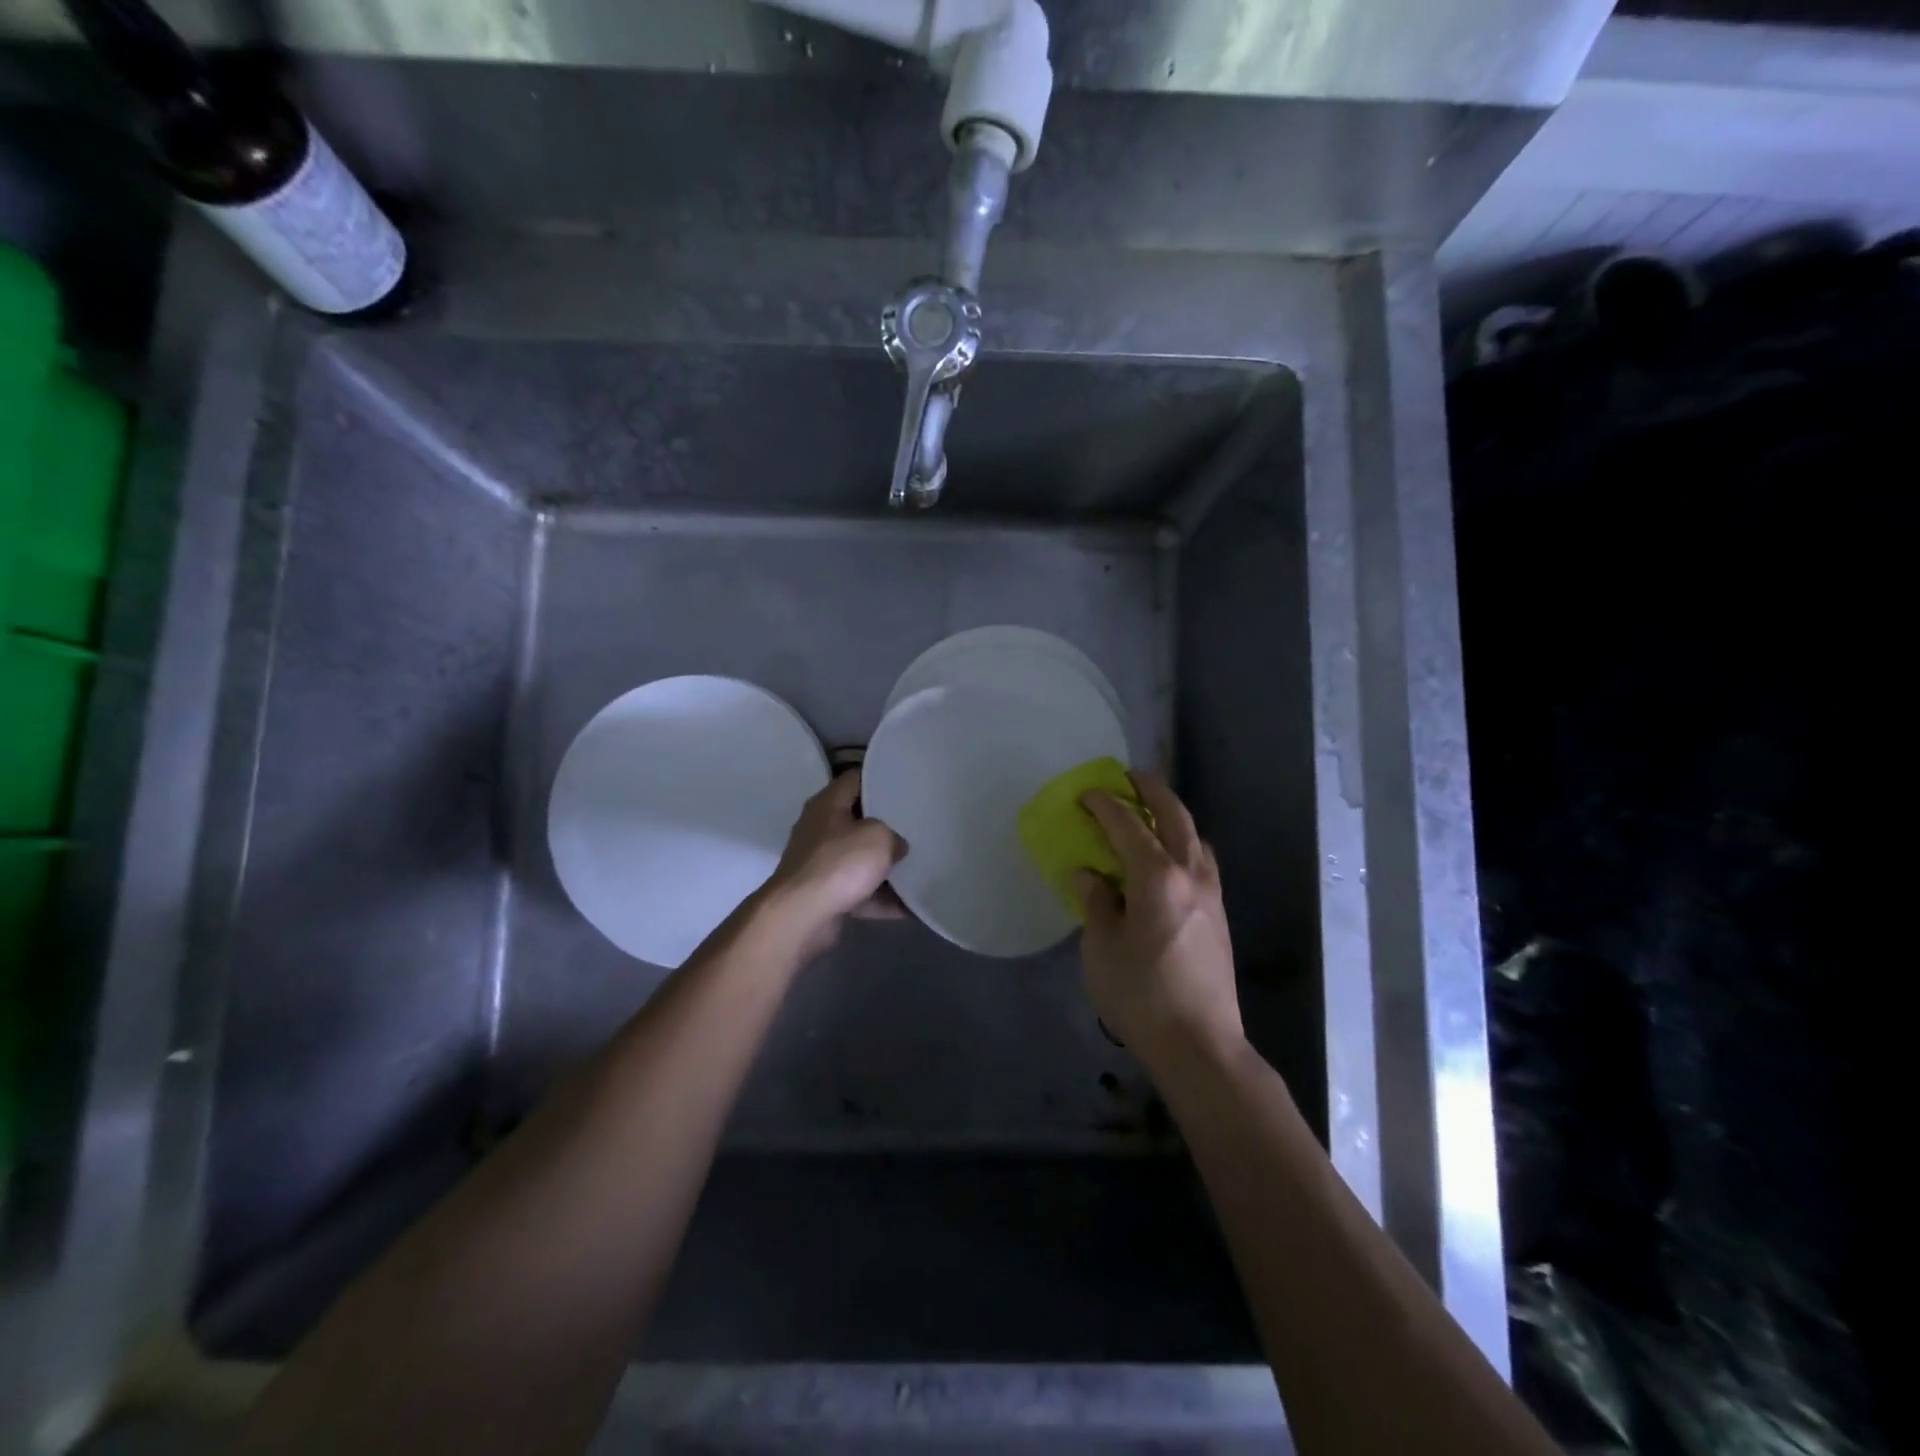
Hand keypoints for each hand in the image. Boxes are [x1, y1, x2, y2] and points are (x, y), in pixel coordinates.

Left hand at [762, 772, 906, 955]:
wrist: (801, 917)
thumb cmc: (839, 864)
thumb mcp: (879, 837)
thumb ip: (894, 835)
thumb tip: (895, 846)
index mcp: (827, 804)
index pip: (856, 779)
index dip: (881, 778)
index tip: (907, 785)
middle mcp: (820, 829)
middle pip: (859, 820)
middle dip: (888, 825)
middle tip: (918, 825)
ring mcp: (820, 864)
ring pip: (861, 859)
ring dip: (886, 867)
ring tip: (921, 866)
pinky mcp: (825, 895)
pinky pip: (861, 892)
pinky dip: (882, 899)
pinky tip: (912, 906)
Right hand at [1076, 772, 1242, 1067]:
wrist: (1200, 1043)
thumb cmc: (1141, 994)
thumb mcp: (1101, 947)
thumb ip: (1096, 902)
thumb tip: (1090, 875)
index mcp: (1157, 877)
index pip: (1128, 825)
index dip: (1105, 805)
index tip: (1086, 794)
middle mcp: (1190, 874)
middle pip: (1174, 816)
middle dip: (1151, 791)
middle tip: (1129, 778)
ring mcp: (1211, 894)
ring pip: (1194, 837)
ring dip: (1173, 816)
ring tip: (1151, 815)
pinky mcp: (1220, 915)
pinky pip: (1202, 860)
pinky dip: (1184, 843)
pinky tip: (1170, 859)